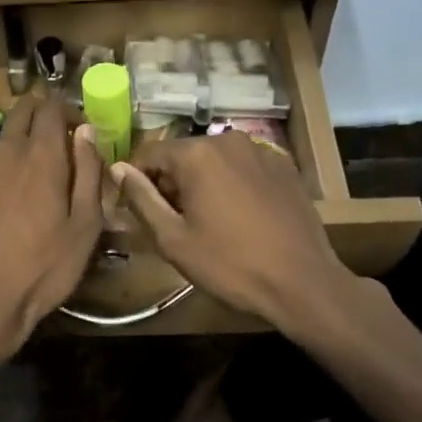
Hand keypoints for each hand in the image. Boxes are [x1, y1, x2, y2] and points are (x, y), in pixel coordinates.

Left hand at [0, 94, 103, 360]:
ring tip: (22, 185)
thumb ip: (88, 170)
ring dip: (13, 150)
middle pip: (21, 112)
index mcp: (41, 154)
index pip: (51, 105)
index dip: (66, 110)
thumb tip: (86, 131)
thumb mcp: (86, 224)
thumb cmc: (45, 267)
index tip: (76, 128)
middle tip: (52, 144)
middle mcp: (3, 148)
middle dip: (39, 117)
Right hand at [111, 132, 350, 335]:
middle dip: (171, 181)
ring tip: (206, 221)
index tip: (135, 208)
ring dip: (201, 183)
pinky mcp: (284, 167)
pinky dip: (231, 184)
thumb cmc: (229, 264)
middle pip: (183, 154)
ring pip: (214, 160)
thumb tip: (119, 169)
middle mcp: (228, 140)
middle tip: (171, 221)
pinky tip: (238, 217)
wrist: (302, 282)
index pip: (149, 153)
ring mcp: (261, 151)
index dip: (136, 179)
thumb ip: (141, 199)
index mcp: (197, 154)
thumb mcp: (173, 238)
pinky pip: (243, 168)